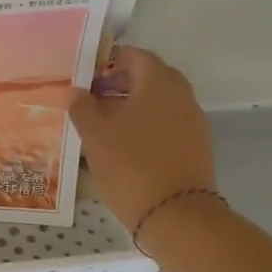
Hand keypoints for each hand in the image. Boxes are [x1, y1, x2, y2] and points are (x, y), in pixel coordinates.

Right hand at [69, 46, 217, 234]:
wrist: (178, 216)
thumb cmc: (131, 165)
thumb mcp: (95, 135)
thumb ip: (82, 107)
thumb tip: (76, 91)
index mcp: (158, 82)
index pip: (134, 55)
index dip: (108, 60)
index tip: (85, 74)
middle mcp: (181, 95)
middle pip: (148, 77)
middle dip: (119, 83)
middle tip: (90, 97)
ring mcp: (192, 122)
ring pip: (158, 102)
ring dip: (131, 106)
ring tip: (102, 124)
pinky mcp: (195, 147)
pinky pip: (166, 124)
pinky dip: (145, 126)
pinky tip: (123, 144)